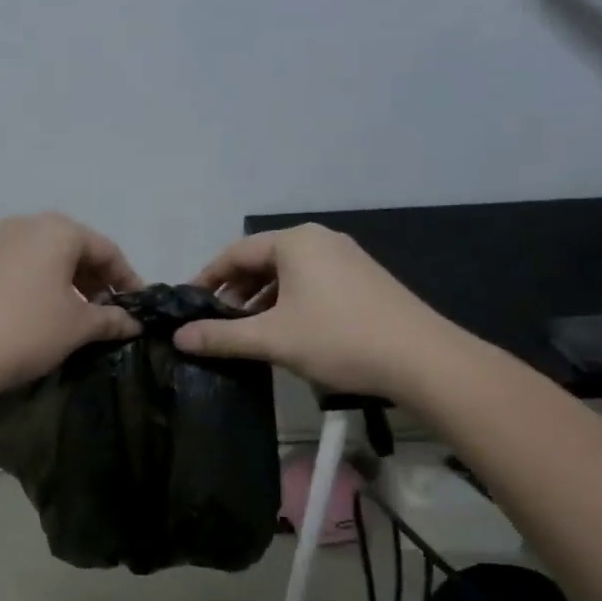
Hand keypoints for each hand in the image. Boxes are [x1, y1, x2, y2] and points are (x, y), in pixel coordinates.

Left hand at [0, 213, 142, 401]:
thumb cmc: (27, 331)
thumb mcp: (77, 327)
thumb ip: (111, 320)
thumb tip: (133, 323)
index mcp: (57, 230)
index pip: (106, 250)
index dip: (128, 279)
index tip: (139, 307)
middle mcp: (26, 225)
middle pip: (75, 249)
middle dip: (96, 280)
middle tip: (109, 312)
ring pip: (46, 259)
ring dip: (69, 284)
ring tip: (79, 317)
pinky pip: (22, 269)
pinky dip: (41, 287)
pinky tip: (44, 316)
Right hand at [173, 224, 471, 400]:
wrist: (422, 359)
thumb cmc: (338, 339)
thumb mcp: (272, 339)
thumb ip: (221, 336)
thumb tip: (179, 337)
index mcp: (295, 243)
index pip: (236, 252)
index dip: (207, 277)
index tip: (188, 303)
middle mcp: (321, 240)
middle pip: (262, 260)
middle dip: (234, 290)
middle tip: (214, 321)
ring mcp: (346, 259)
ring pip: (288, 274)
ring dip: (260, 299)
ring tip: (245, 330)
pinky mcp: (363, 280)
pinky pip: (311, 283)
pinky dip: (288, 302)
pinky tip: (284, 331)